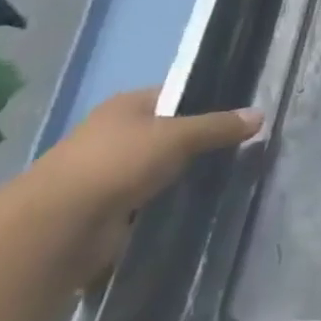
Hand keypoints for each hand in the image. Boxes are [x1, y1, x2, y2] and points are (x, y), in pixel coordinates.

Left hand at [30, 89, 260, 262]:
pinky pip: (154, 198)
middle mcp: (117, 134)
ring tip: (232, 177)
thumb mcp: (178, 136)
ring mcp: (111, 172)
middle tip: (245, 149)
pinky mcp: (112, 207)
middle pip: (171, 132)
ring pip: (164, 167)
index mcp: (127, 106)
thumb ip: (218, 126)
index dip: (209, 102)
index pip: (177, 95)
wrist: (60, 225)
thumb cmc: (118, 164)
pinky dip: (173, 201)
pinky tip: (202, 204)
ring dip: (188, 174)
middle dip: (203, 142)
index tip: (243, 117)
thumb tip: (260, 114)